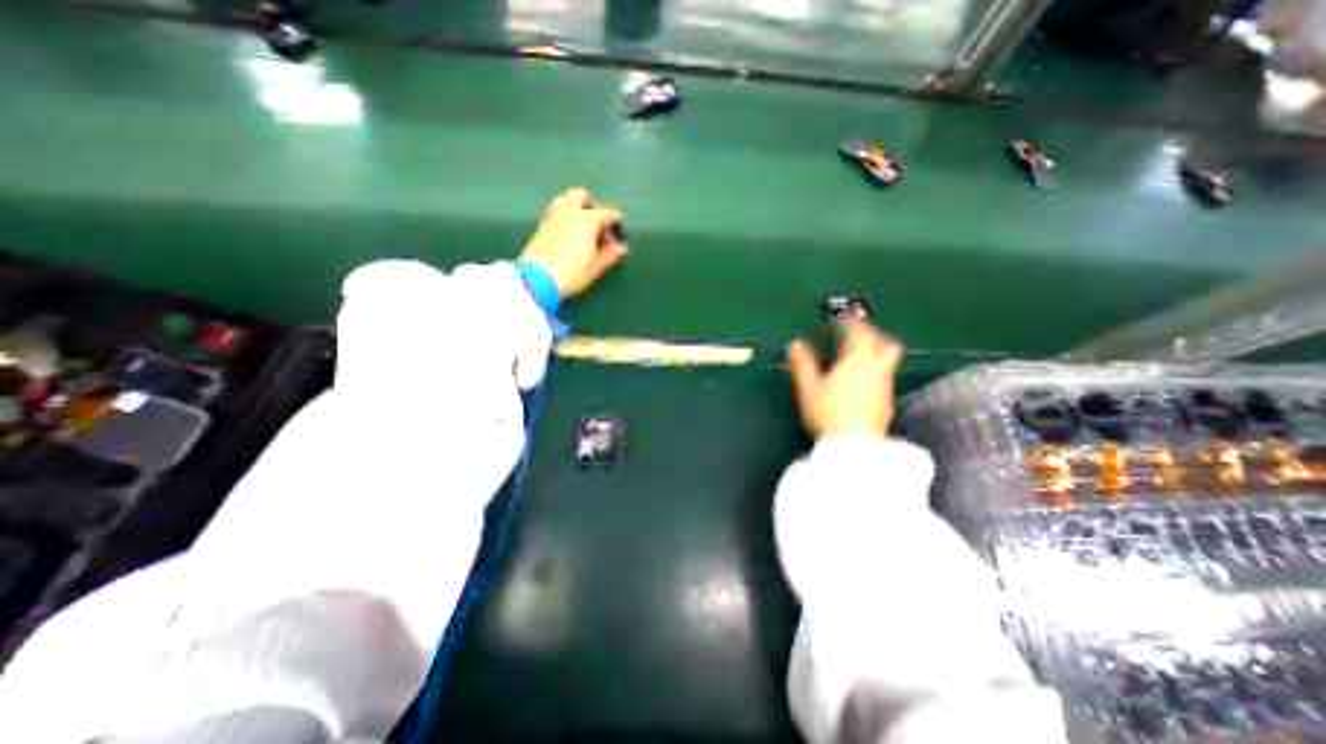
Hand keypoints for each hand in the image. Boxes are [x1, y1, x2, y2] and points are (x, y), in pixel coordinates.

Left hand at [519, 185, 626, 299]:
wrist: (538, 278)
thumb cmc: (573, 272)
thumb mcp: (596, 267)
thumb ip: (610, 254)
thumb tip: (621, 247)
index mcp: (587, 219)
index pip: (606, 213)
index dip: (615, 220)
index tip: (619, 227)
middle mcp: (569, 211)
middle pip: (581, 195)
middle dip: (591, 204)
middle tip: (597, 221)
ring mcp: (553, 216)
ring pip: (565, 200)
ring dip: (575, 208)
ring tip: (582, 226)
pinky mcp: (541, 225)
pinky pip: (555, 212)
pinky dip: (564, 216)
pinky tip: (568, 233)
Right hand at [778, 318, 906, 439]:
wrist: (853, 445)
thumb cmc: (829, 413)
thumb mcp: (809, 387)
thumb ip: (802, 364)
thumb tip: (795, 345)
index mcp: (856, 361)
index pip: (858, 332)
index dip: (850, 321)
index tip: (842, 318)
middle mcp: (875, 370)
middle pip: (884, 342)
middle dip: (872, 332)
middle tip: (858, 331)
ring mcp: (883, 386)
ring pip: (887, 359)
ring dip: (875, 349)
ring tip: (859, 353)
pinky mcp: (885, 402)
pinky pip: (884, 376)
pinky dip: (874, 369)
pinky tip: (861, 379)